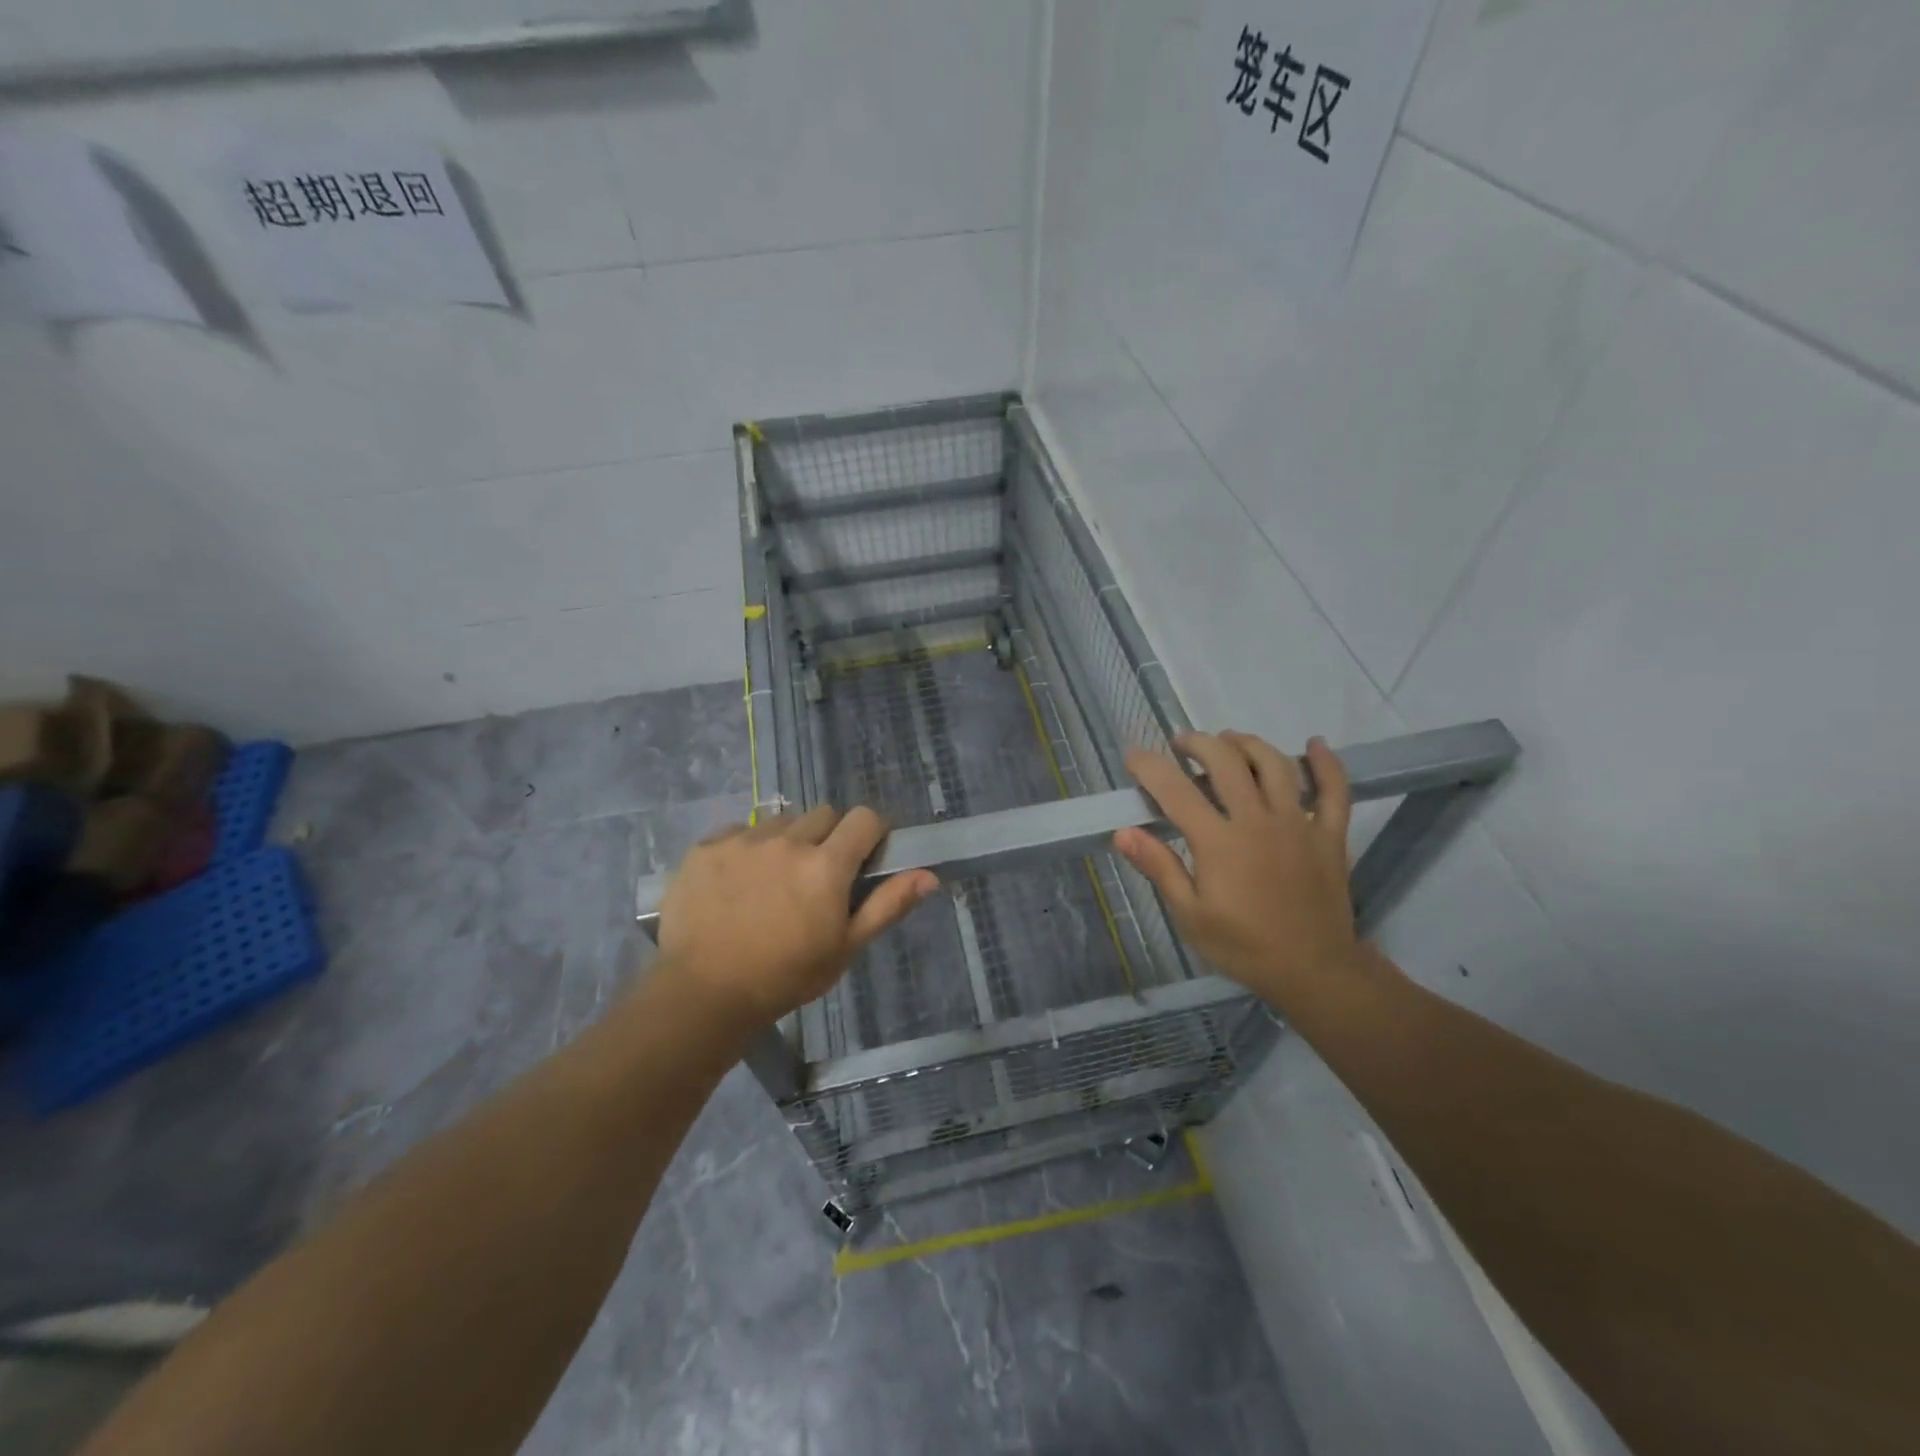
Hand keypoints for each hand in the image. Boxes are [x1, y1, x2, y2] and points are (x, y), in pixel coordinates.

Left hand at [656, 806, 938, 1028]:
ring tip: (773, 881)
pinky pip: (739, 831)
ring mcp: (743, 840)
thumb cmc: (785, 976)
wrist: (702, 994)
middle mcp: (788, 841)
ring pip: (781, 822)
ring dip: (787, 841)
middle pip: (823, 815)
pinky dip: (746, 848)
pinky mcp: (707, 847)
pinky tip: (737, 883)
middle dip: (829, 838)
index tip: (864, 857)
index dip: (870, 833)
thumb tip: (929, 875)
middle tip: (817, 877)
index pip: (864, 818)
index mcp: (826, 865)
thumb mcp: (845, 948)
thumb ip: (888, 905)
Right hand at [1114, 731, 1359, 1011]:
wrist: (1314, 971)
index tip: (1133, 755)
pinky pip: (1333, 791)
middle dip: (1199, 744)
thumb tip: (1123, 832)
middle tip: (1182, 744)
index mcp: (1219, 841)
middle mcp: (1257, 820)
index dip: (1150, 767)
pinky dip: (1327, 764)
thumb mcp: (1190, 915)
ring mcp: (1298, 823)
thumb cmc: (1243, 946)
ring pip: (1275, 765)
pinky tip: (1315, 745)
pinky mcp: (1329, 834)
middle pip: (1226, 762)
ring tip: (1230, 740)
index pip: (1175, 791)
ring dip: (1248, 744)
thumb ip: (1159, 867)